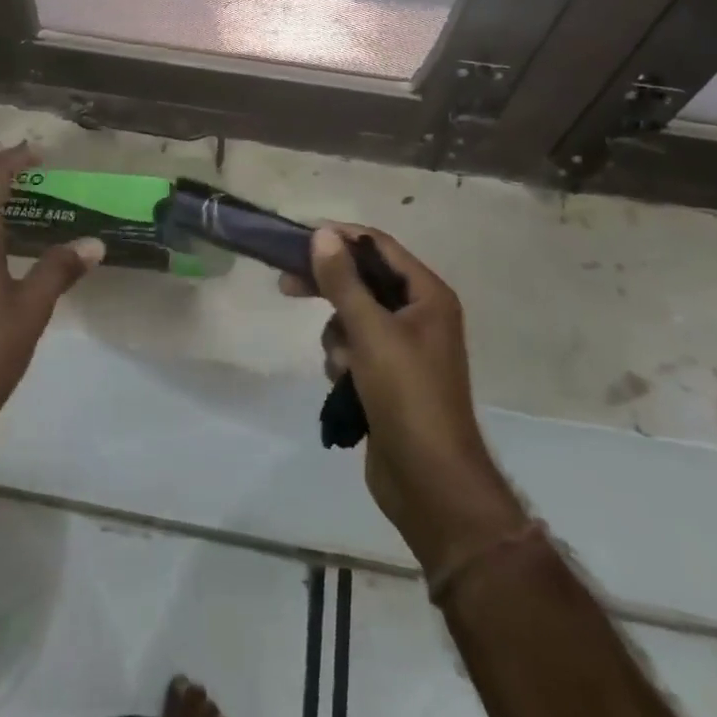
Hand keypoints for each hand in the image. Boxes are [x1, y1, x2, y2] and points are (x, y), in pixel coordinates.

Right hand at [284, 226, 525, 570]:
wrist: (430, 483)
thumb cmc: (407, 396)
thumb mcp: (371, 332)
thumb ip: (343, 281)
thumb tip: (322, 234)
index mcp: (428, 295)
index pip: (379, 246)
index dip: (341, 237)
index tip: (299, 238)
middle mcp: (419, 314)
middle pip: (363, 280)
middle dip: (328, 285)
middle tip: (286, 283)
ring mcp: (404, 347)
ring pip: (353, 317)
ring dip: (337, 335)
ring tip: (342, 364)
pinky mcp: (388, 376)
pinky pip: (354, 348)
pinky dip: (343, 359)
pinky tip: (344, 384)